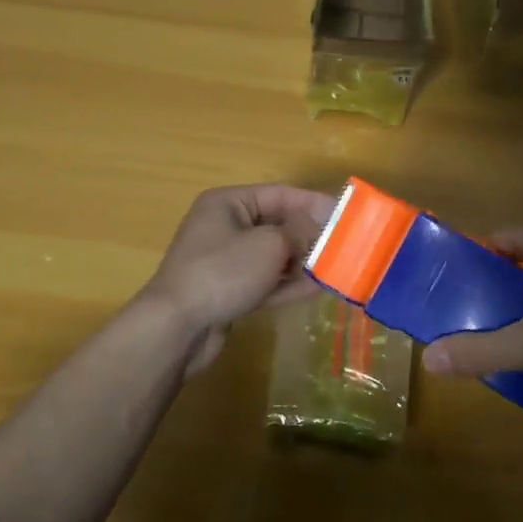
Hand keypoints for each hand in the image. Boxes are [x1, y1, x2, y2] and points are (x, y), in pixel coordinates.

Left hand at [137, 184, 336, 374]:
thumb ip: (299, 233)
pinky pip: (265, 280)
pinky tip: (318, 288)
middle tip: (346, 244)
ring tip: (337, 267)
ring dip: (303, 261)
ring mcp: (225, 261)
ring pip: (273, 255)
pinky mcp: (229, 291)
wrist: (177, 327)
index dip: (314, 202)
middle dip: (310, 234)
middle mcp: (225, 226)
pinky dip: (288, 283)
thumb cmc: (223, 272)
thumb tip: (318, 229)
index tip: (345, 213)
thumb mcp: (269, 245)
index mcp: (228, 203)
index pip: (279, 194)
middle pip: (277, 224)